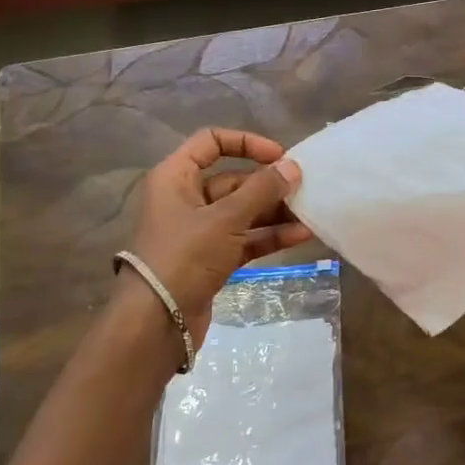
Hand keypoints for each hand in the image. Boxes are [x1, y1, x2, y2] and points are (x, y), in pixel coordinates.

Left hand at [127, 129, 308, 348]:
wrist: (156, 323)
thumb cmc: (185, 256)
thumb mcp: (226, 218)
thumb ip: (262, 189)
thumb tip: (292, 166)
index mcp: (176, 177)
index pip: (211, 142)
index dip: (246, 143)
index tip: (278, 155)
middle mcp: (185, 198)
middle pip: (233, 179)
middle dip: (268, 184)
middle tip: (303, 188)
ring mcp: (198, 230)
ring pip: (242, 211)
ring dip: (274, 212)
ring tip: (308, 213)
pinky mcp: (210, 258)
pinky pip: (244, 238)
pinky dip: (268, 236)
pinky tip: (300, 236)